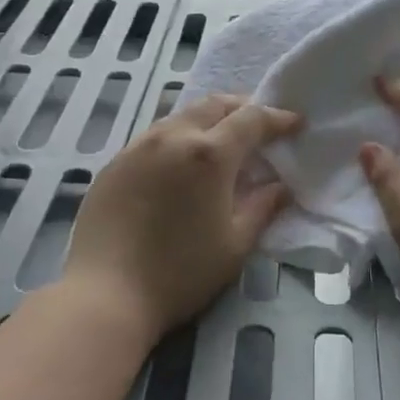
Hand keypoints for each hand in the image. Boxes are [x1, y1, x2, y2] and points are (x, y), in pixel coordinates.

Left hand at [64, 94, 301, 342]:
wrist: (104, 294)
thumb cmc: (180, 273)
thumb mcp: (235, 246)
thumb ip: (263, 208)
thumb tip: (281, 186)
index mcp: (209, 154)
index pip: (251, 119)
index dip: (277, 118)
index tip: (295, 123)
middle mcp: (173, 137)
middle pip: (214, 105)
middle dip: (242, 108)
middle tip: (260, 125)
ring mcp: (138, 146)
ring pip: (182, 116)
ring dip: (208, 120)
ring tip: (222, 142)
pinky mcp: (115, 162)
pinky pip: (155, 136)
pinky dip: (179, 137)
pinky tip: (181, 163)